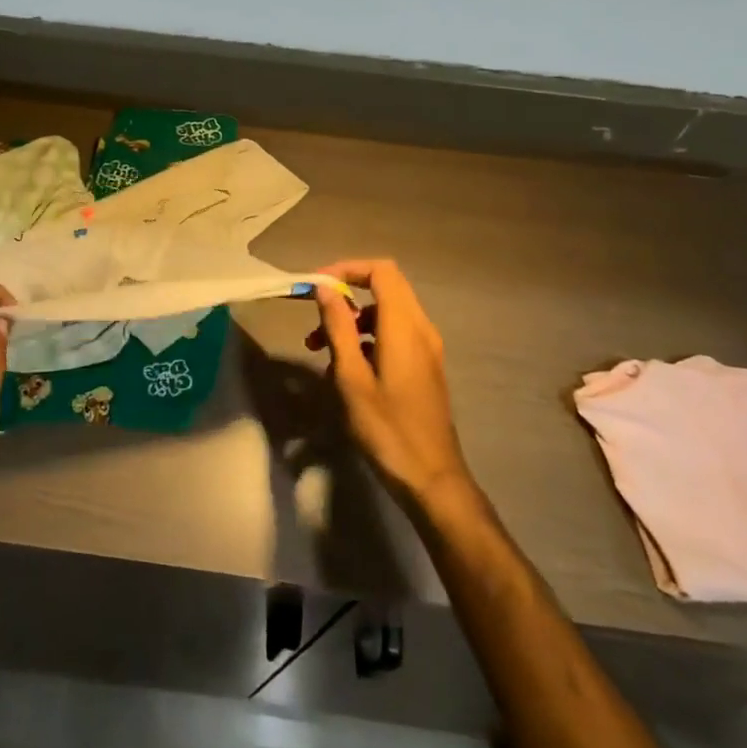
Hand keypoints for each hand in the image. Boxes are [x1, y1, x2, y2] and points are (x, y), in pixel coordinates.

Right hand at [307, 259, 476, 514]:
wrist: (432, 478)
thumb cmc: (387, 429)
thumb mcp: (351, 378)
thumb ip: (338, 328)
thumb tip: (324, 288)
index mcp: (404, 327)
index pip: (381, 271)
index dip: (347, 269)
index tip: (317, 285)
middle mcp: (421, 329)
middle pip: (385, 287)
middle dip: (346, 294)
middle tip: (314, 315)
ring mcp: (426, 348)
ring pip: (386, 312)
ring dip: (352, 319)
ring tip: (319, 347)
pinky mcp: (425, 366)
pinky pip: (394, 333)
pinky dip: (366, 336)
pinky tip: (345, 367)